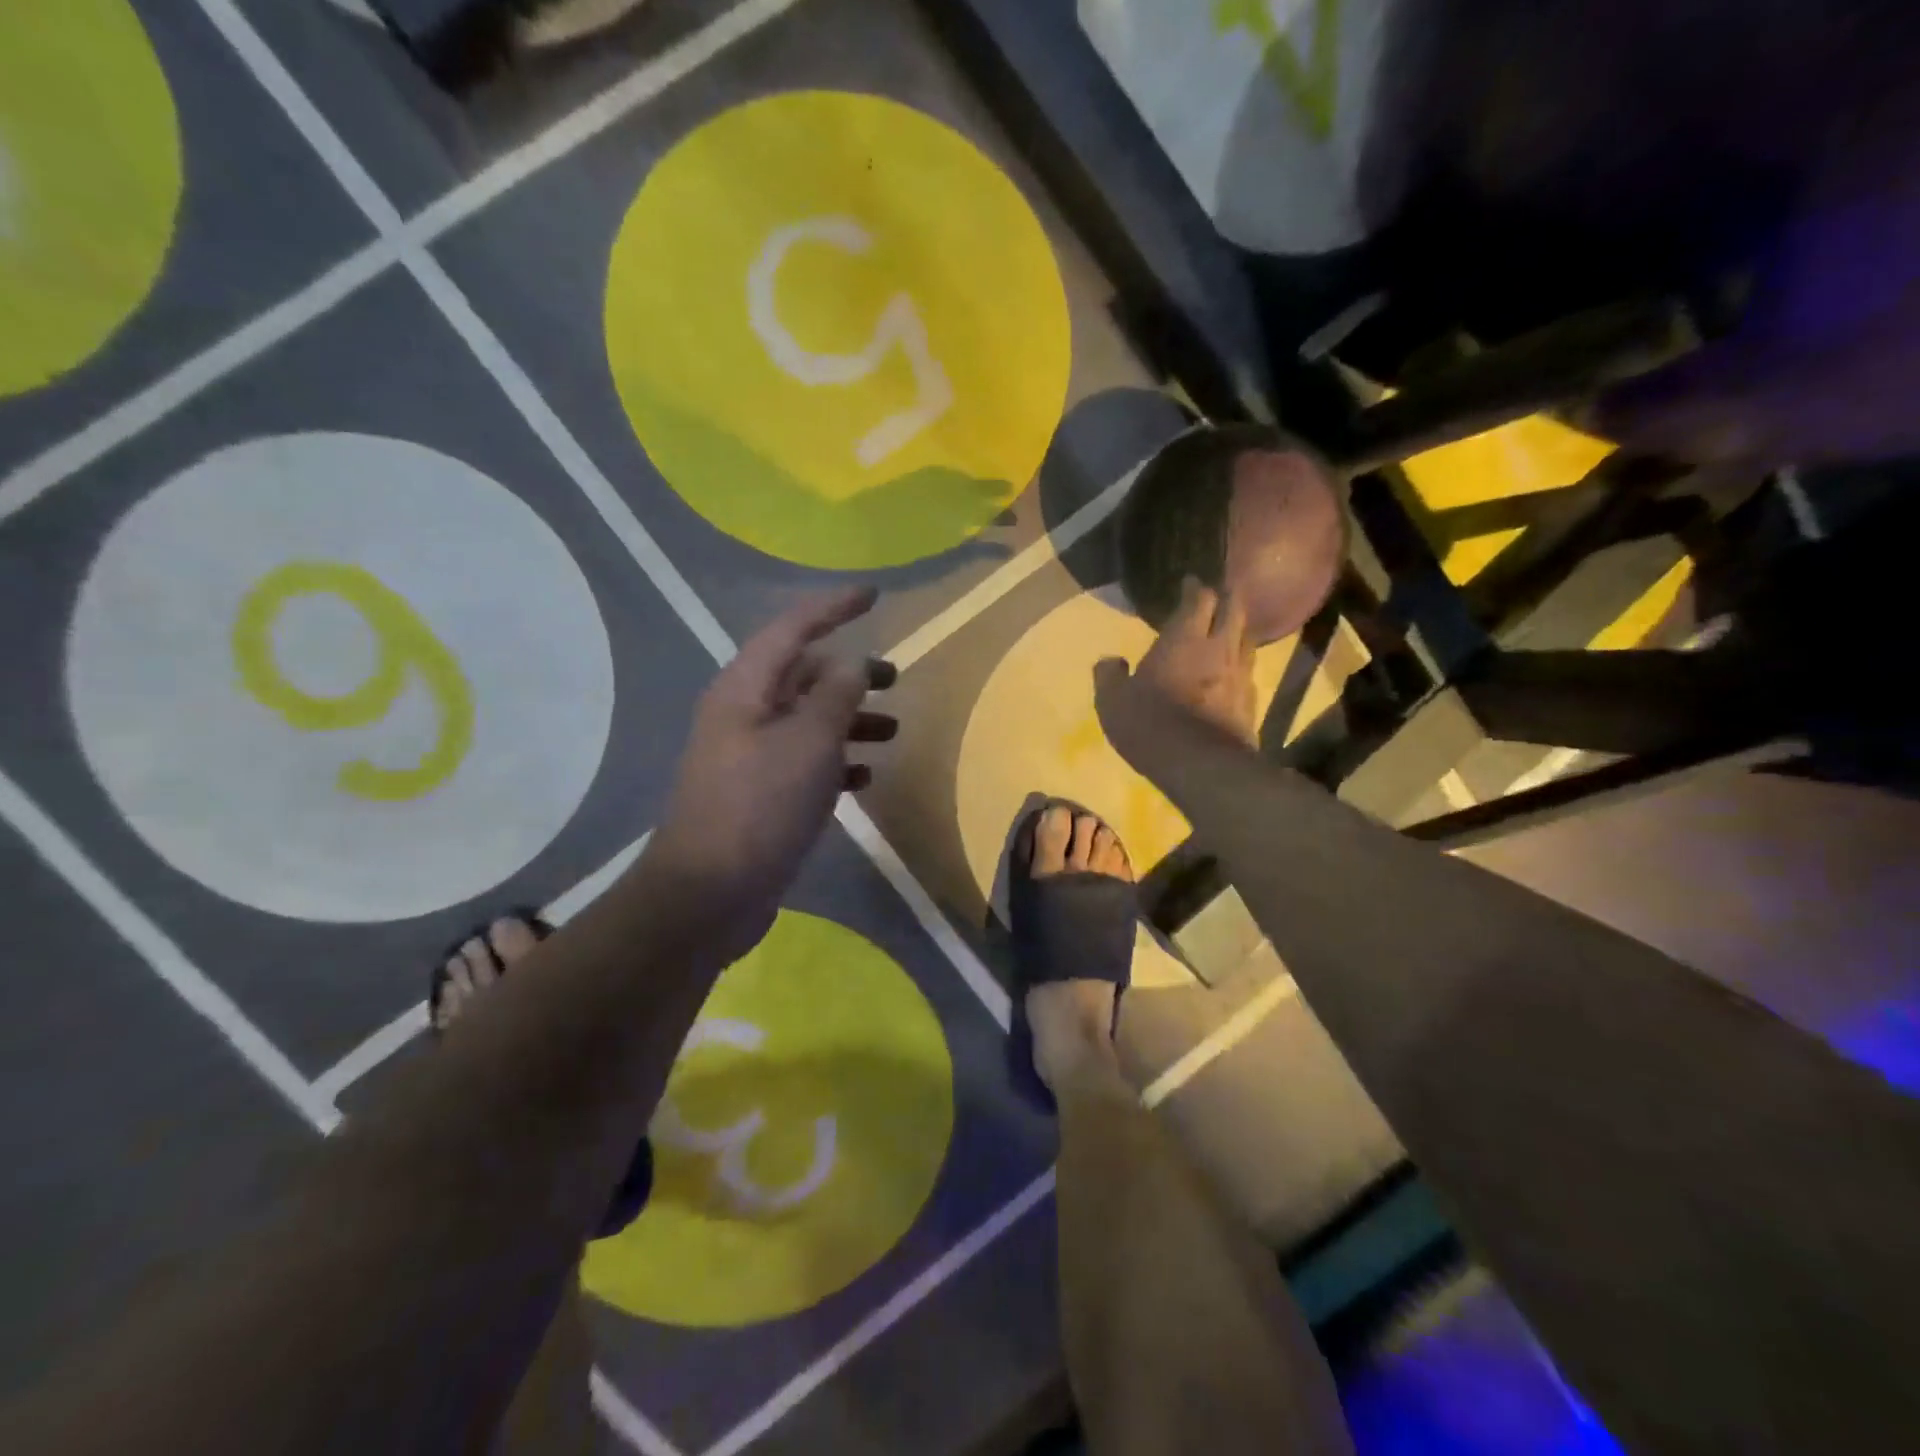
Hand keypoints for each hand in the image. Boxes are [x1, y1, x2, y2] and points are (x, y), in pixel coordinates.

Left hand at [648, 587, 895, 953]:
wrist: (708, 894)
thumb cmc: (759, 807)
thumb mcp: (808, 744)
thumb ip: (836, 696)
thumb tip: (854, 663)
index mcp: (746, 689)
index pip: (793, 629)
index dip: (833, 607)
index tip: (874, 596)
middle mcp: (745, 714)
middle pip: (802, 675)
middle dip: (850, 673)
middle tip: (895, 679)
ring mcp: (751, 756)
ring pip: (808, 720)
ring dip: (849, 720)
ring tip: (892, 731)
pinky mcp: (761, 794)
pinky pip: (805, 761)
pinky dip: (837, 761)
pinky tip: (864, 778)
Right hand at [1094, 576, 1259, 766]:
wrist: (1201, 766)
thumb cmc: (1150, 724)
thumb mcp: (1113, 701)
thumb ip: (1109, 676)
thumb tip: (1110, 661)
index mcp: (1184, 638)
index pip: (1199, 598)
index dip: (1194, 588)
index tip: (1189, 583)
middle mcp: (1219, 647)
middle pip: (1234, 609)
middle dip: (1225, 599)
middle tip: (1214, 600)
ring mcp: (1241, 675)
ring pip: (1247, 640)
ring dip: (1237, 632)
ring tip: (1226, 635)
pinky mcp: (1252, 703)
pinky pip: (1248, 674)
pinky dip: (1240, 668)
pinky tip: (1231, 678)